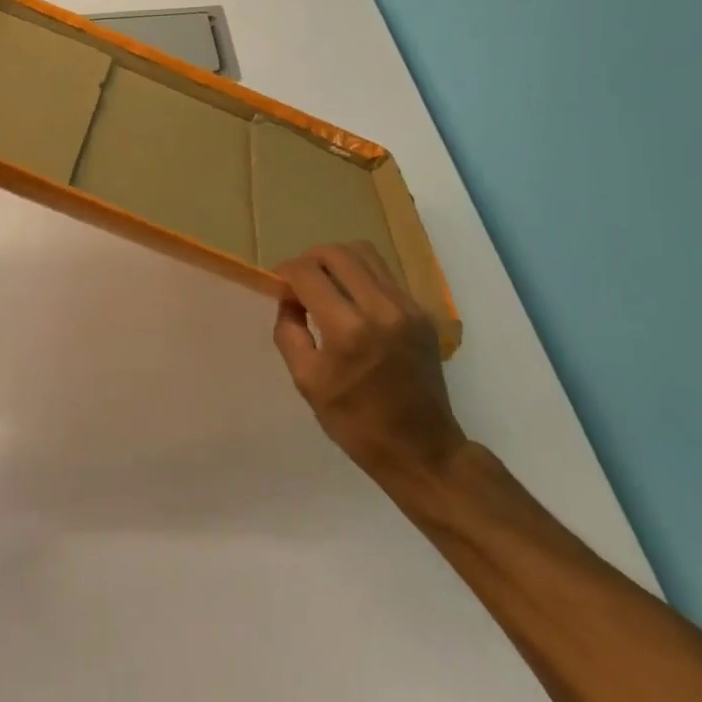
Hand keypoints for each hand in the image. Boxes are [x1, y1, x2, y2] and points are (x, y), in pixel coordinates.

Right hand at [272, 243, 467, 483]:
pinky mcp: (422, 313)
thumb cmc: (355, 423)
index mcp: (348, 330)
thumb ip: (289, 332)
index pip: (308, 273)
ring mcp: (407, 307)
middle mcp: (381, 308)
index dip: (286, 272)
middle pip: (338, 253)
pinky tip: (352, 303)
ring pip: (366, 255)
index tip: (279, 286)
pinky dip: (361, 277)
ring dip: (337, 262)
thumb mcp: (306, 381)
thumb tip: (288, 300)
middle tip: (299, 282)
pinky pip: (385, 276)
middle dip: (310, 260)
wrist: (420, 448)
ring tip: (325, 286)